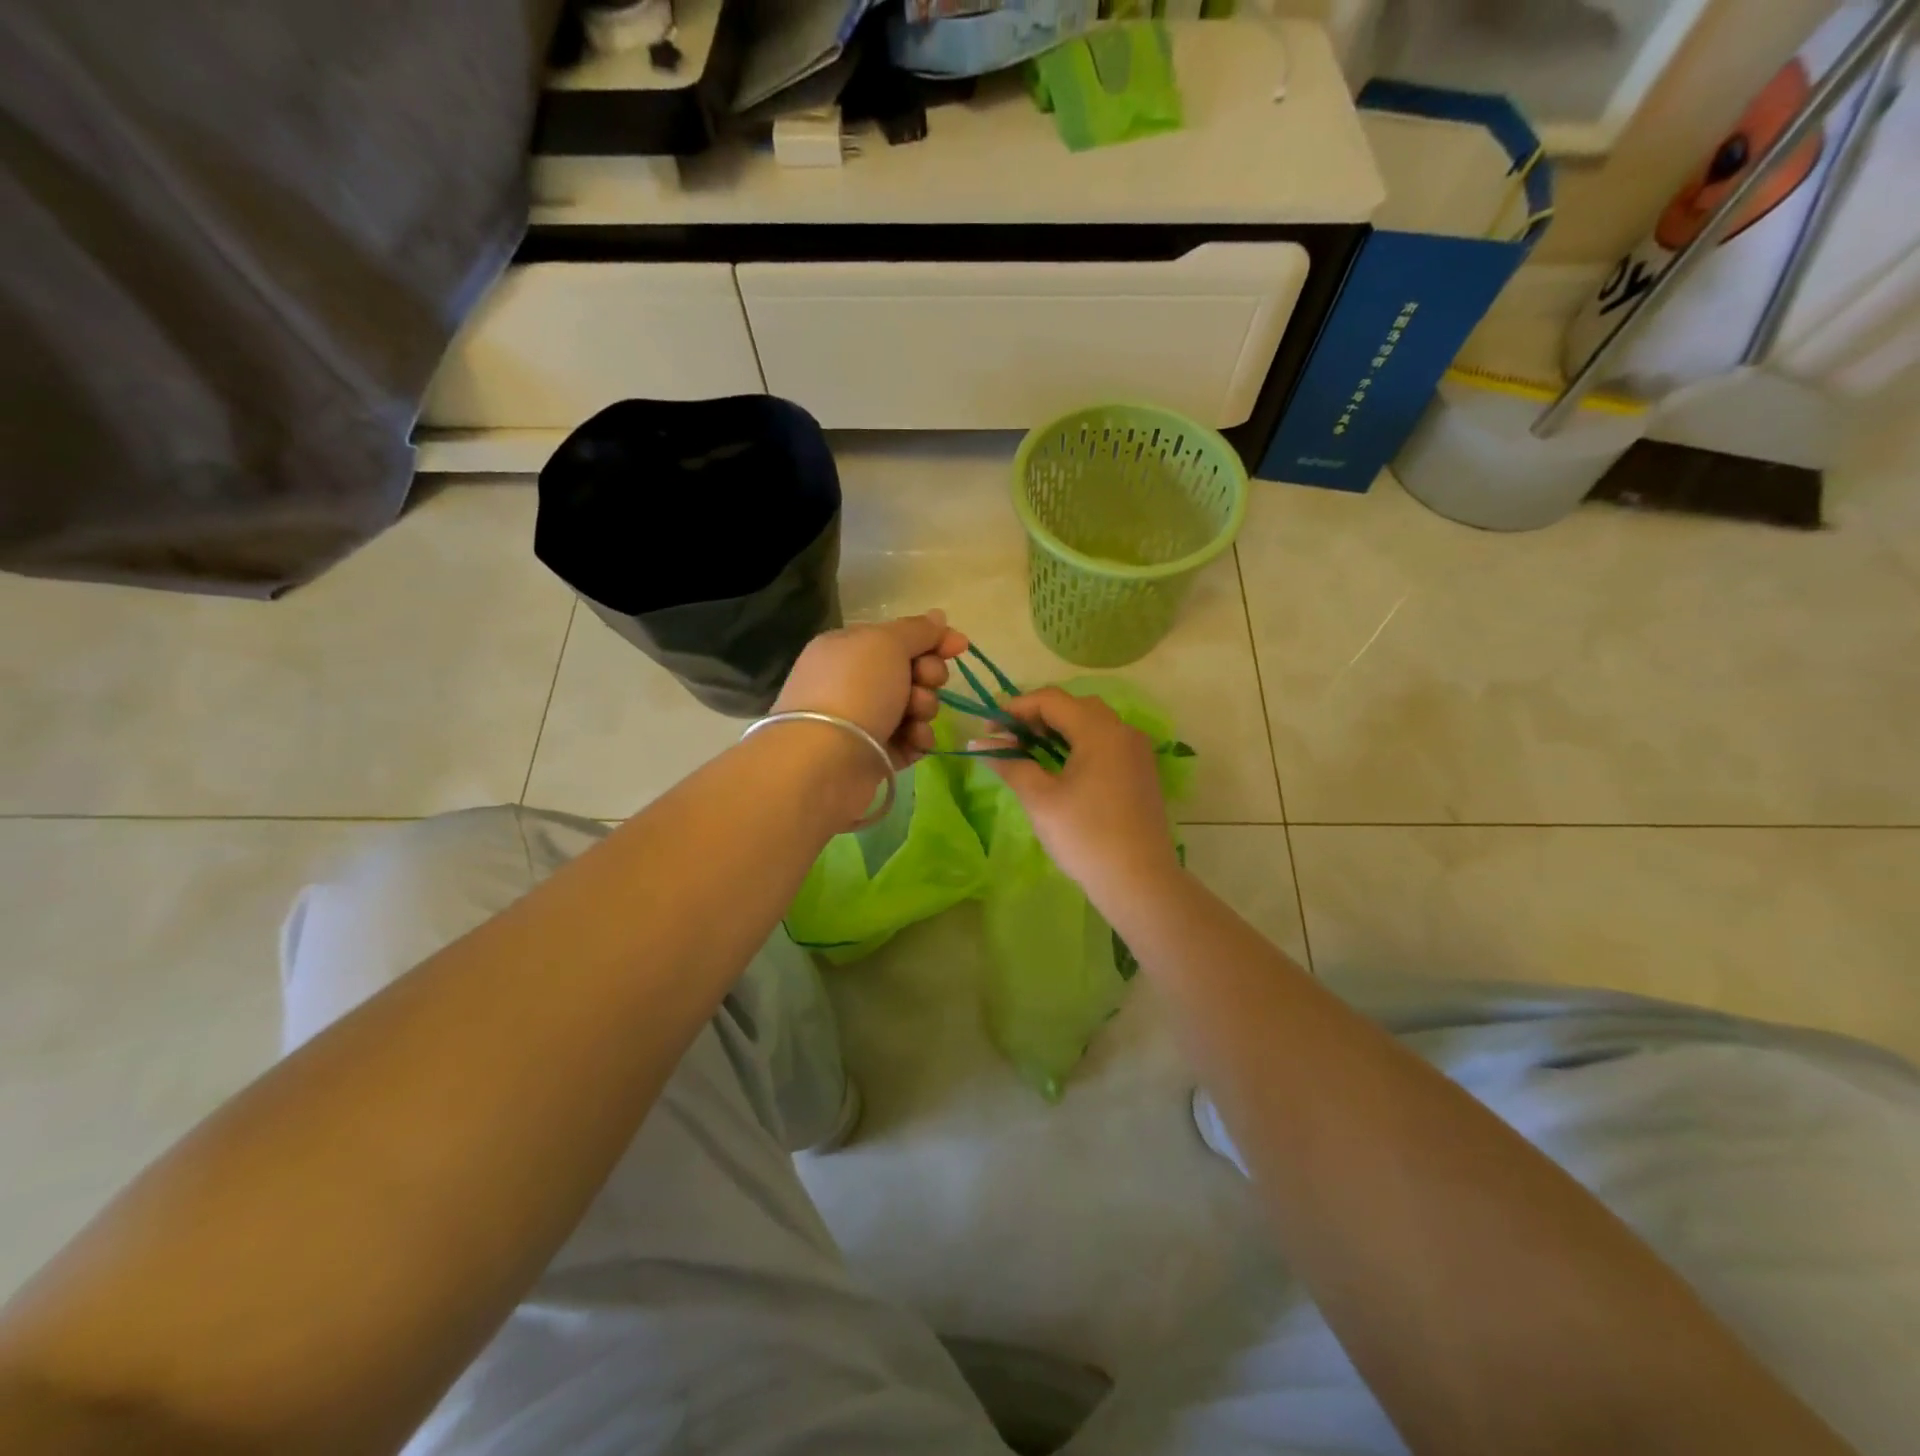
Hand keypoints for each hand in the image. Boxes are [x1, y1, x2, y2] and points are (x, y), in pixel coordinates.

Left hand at [773, 611, 968, 767]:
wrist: (826, 760)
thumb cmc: (855, 689)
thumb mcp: (886, 644)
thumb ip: (916, 630)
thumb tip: (938, 617)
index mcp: (848, 648)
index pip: (898, 637)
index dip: (932, 640)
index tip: (960, 646)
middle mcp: (852, 682)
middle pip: (910, 672)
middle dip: (928, 676)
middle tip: (924, 683)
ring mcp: (863, 720)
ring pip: (914, 707)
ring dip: (924, 708)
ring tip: (914, 718)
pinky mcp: (874, 754)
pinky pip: (909, 740)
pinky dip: (917, 739)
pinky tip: (914, 741)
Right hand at [976, 688, 1181, 906]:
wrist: (1139, 881)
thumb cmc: (1085, 836)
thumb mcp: (1040, 799)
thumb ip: (1010, 764)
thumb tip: (978, 745)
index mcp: (1100, 730)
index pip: (1051, 700)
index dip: (1016, 708)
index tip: (989, 728)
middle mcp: (1123, 731)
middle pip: (1074, 706)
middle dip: (1036, 716)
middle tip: (1008, 739)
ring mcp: (1136, 751)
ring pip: (1091, 723)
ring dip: (1057, 730)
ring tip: (1028, 752)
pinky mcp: (1140, 771)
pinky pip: (1105, 742)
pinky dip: (1078, 744)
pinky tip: (1059, 767)